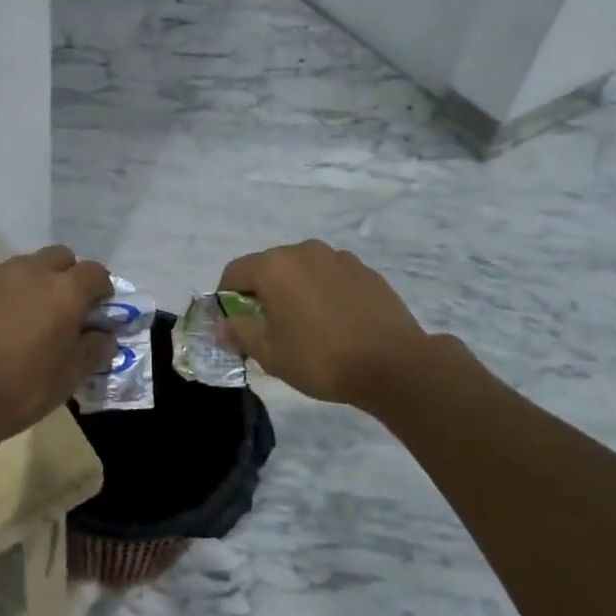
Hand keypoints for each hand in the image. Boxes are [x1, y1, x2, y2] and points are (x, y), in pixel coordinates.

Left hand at [0, 245, 114, 446]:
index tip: (99, 310)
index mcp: (65, 290)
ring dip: (35, 282)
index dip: (102, 289)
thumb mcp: (70, 376)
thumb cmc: (22, 388)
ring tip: (30, 316)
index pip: (95, 272)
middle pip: (60, 256)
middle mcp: (32, 272)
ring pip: (26, 265)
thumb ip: (94, 348)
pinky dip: (5, 296)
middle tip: (66, 308)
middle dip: (69, 275)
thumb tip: (104, 334)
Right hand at [218, 240, 434, 404]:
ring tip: (304, 325)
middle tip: (267, 328)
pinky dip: (322, 292)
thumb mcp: (270, 353)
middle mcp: (303, 251)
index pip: (234, 272)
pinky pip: (329, 276)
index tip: (233, 324)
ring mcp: (338, 257)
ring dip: (294, 290)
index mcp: (274, 266)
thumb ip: (240, 333)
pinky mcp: (364, 270)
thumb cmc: (321, 358)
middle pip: (269, 267)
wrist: (394, 364)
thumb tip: (221, 324)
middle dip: (261, 293)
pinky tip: (334, 322)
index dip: (226, 297)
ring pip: (301, 270)